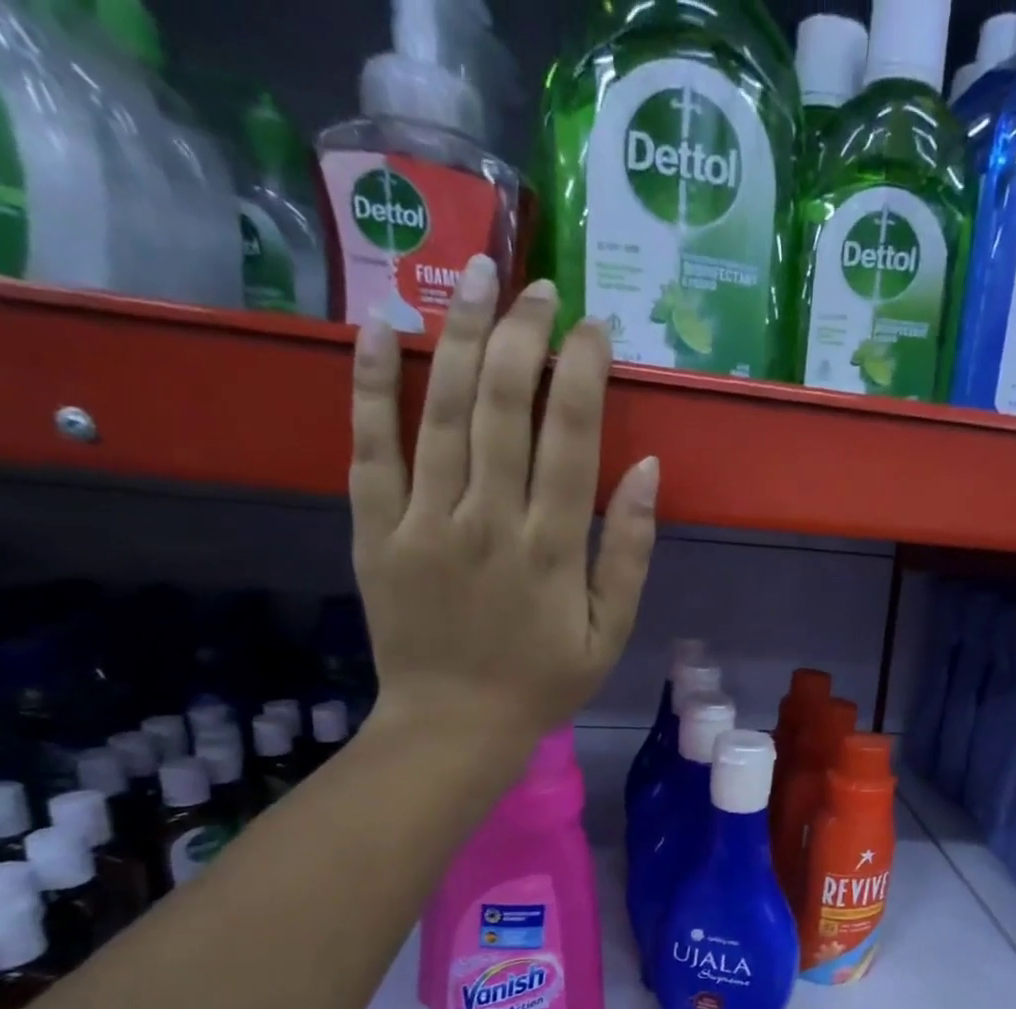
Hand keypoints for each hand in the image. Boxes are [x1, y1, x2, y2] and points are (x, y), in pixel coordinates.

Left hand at [348, 258, 656, 756]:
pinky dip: (370, 385)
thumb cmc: (543, 681)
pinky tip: (381, 328)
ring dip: (459, 335)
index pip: (571, 437)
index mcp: (553, 548)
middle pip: (504, 405)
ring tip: (476, 277)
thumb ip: (629, 551)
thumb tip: (646, 469)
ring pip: (440, 411)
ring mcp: (424, 522)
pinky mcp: (375, 530)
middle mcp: (488, 520)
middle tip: (537, 287)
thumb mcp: (611, 632)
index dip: (584, 372)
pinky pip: (369, 447)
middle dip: (523, 335)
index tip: (594, 328)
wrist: (453, 725)